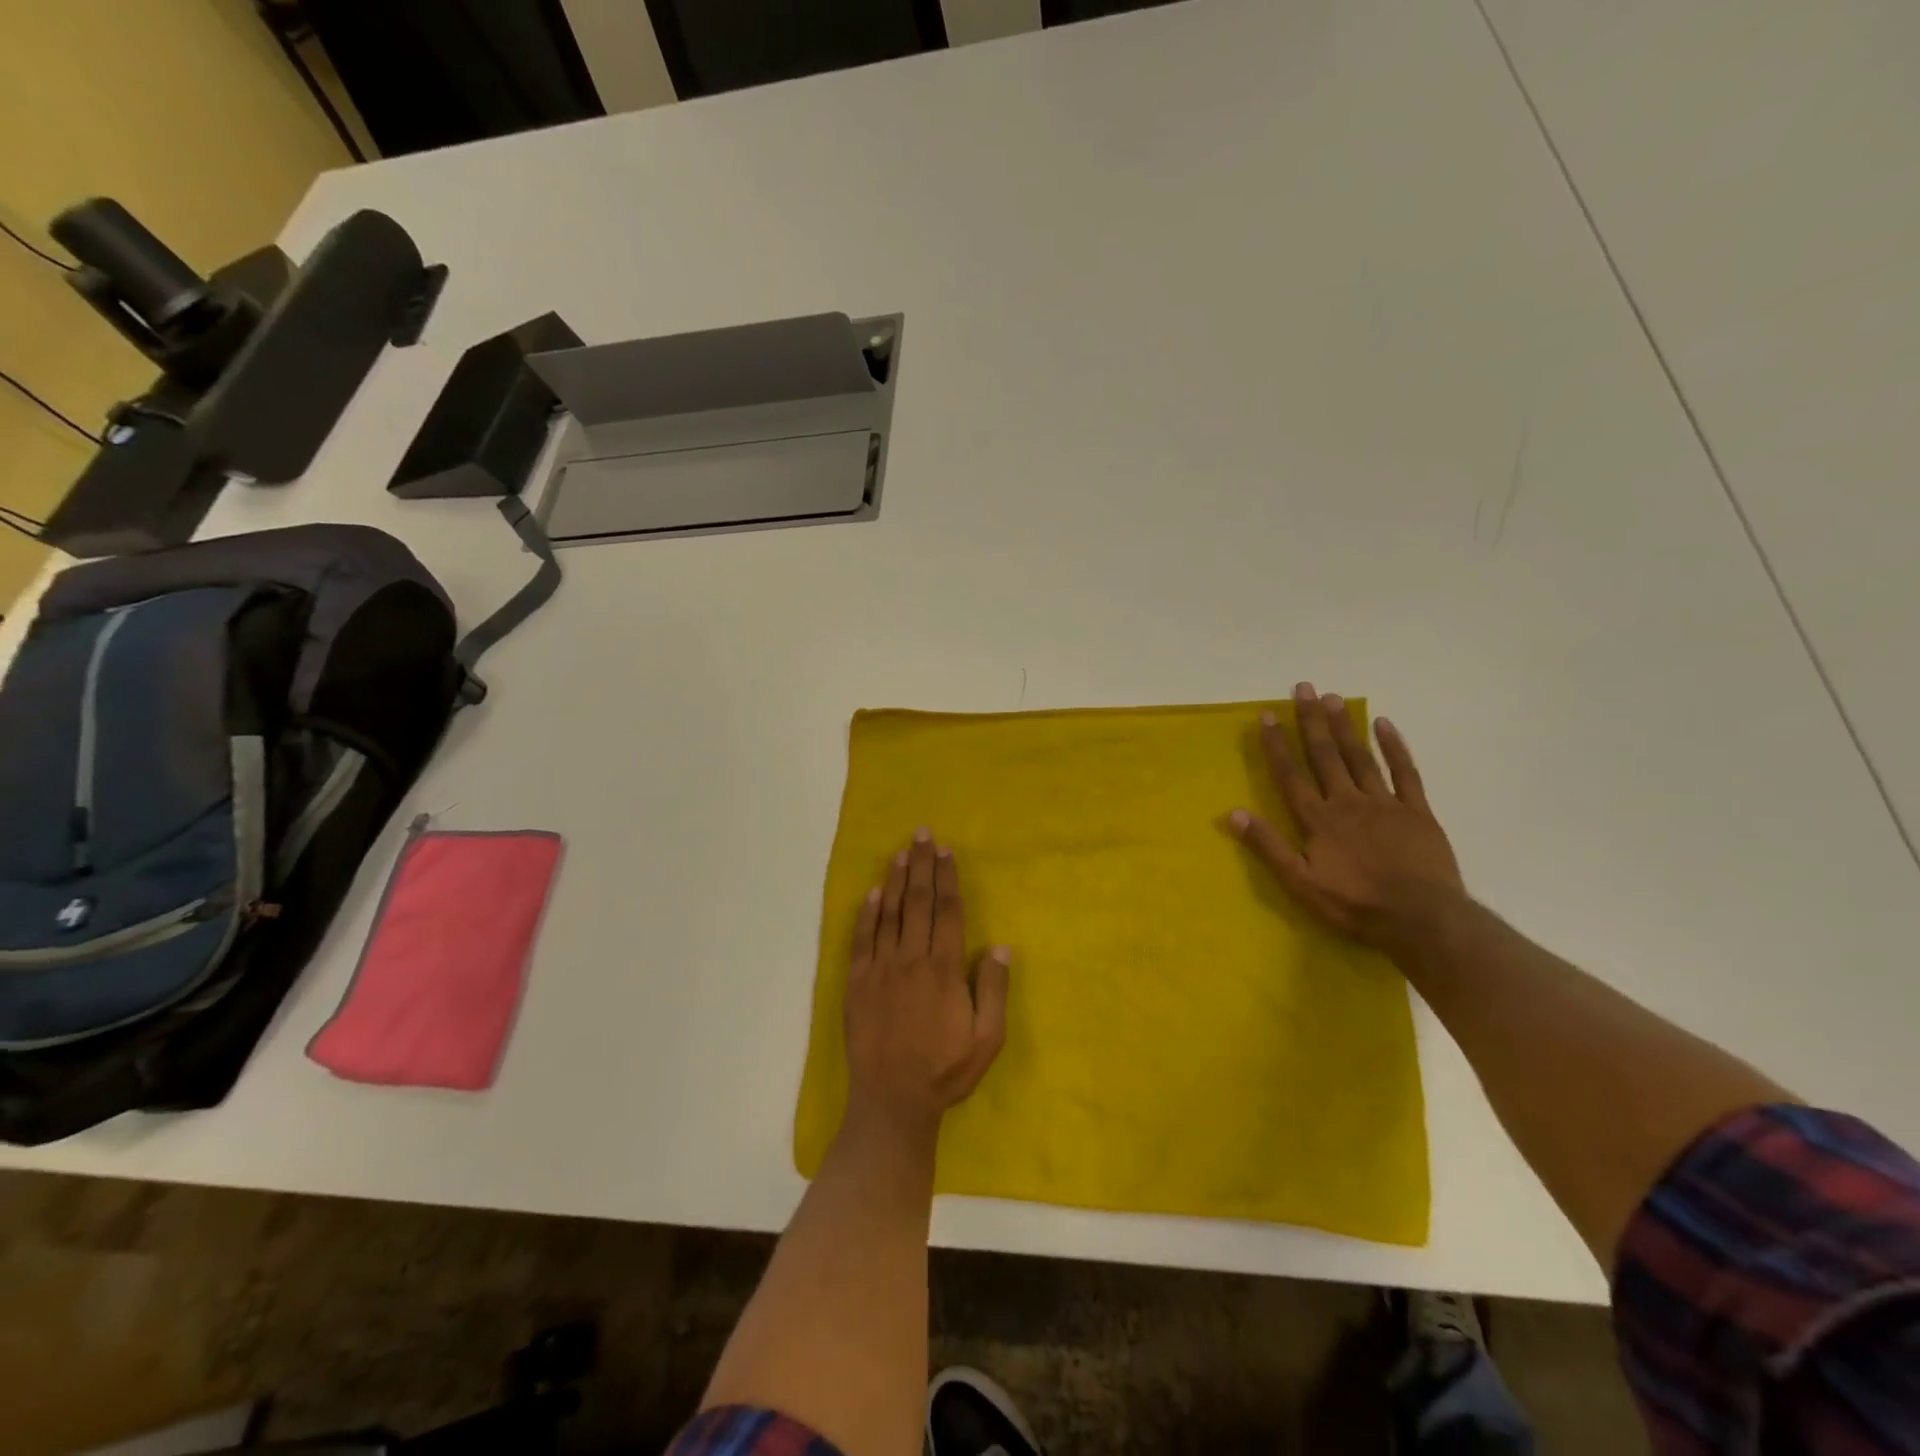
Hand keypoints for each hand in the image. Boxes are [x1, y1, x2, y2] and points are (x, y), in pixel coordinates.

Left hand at [843, 830, 1009, 1142]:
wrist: (892, 1101)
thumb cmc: (946, 1071)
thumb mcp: (987, 1039)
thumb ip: (993, 989)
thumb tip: (1000, 945)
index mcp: (943, 969)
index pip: (947, 912)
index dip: (947, 878)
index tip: (947, 851)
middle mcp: (910, 960)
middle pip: (918, 903)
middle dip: (922, 866)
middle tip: (922, 834)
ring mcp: (879, 969)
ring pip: (889, 914)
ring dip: (896, 880)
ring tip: (901, 852)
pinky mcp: (856, 983)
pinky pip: (861, 939)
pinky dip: (866, 913)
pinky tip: (872, 892)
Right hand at [1230, 683, 1464, 952]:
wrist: (1422, 919)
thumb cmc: (1354, 904)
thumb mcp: (1300, 883)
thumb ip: (1268, 846)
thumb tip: (1232, 813)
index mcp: (1318, 819)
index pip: (1291, 774)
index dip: (1277, 744)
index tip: (1267, 715)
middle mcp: (1347, 801)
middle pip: (1325, 755)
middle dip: (1311, 721)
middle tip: (1303, 688)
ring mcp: (1385, 803)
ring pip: (1360, 756)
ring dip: (1344, 726)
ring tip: (1332, 698)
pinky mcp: (1417, 811)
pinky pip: (1405, 772)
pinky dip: (1394, 747)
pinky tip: (1385, 724)